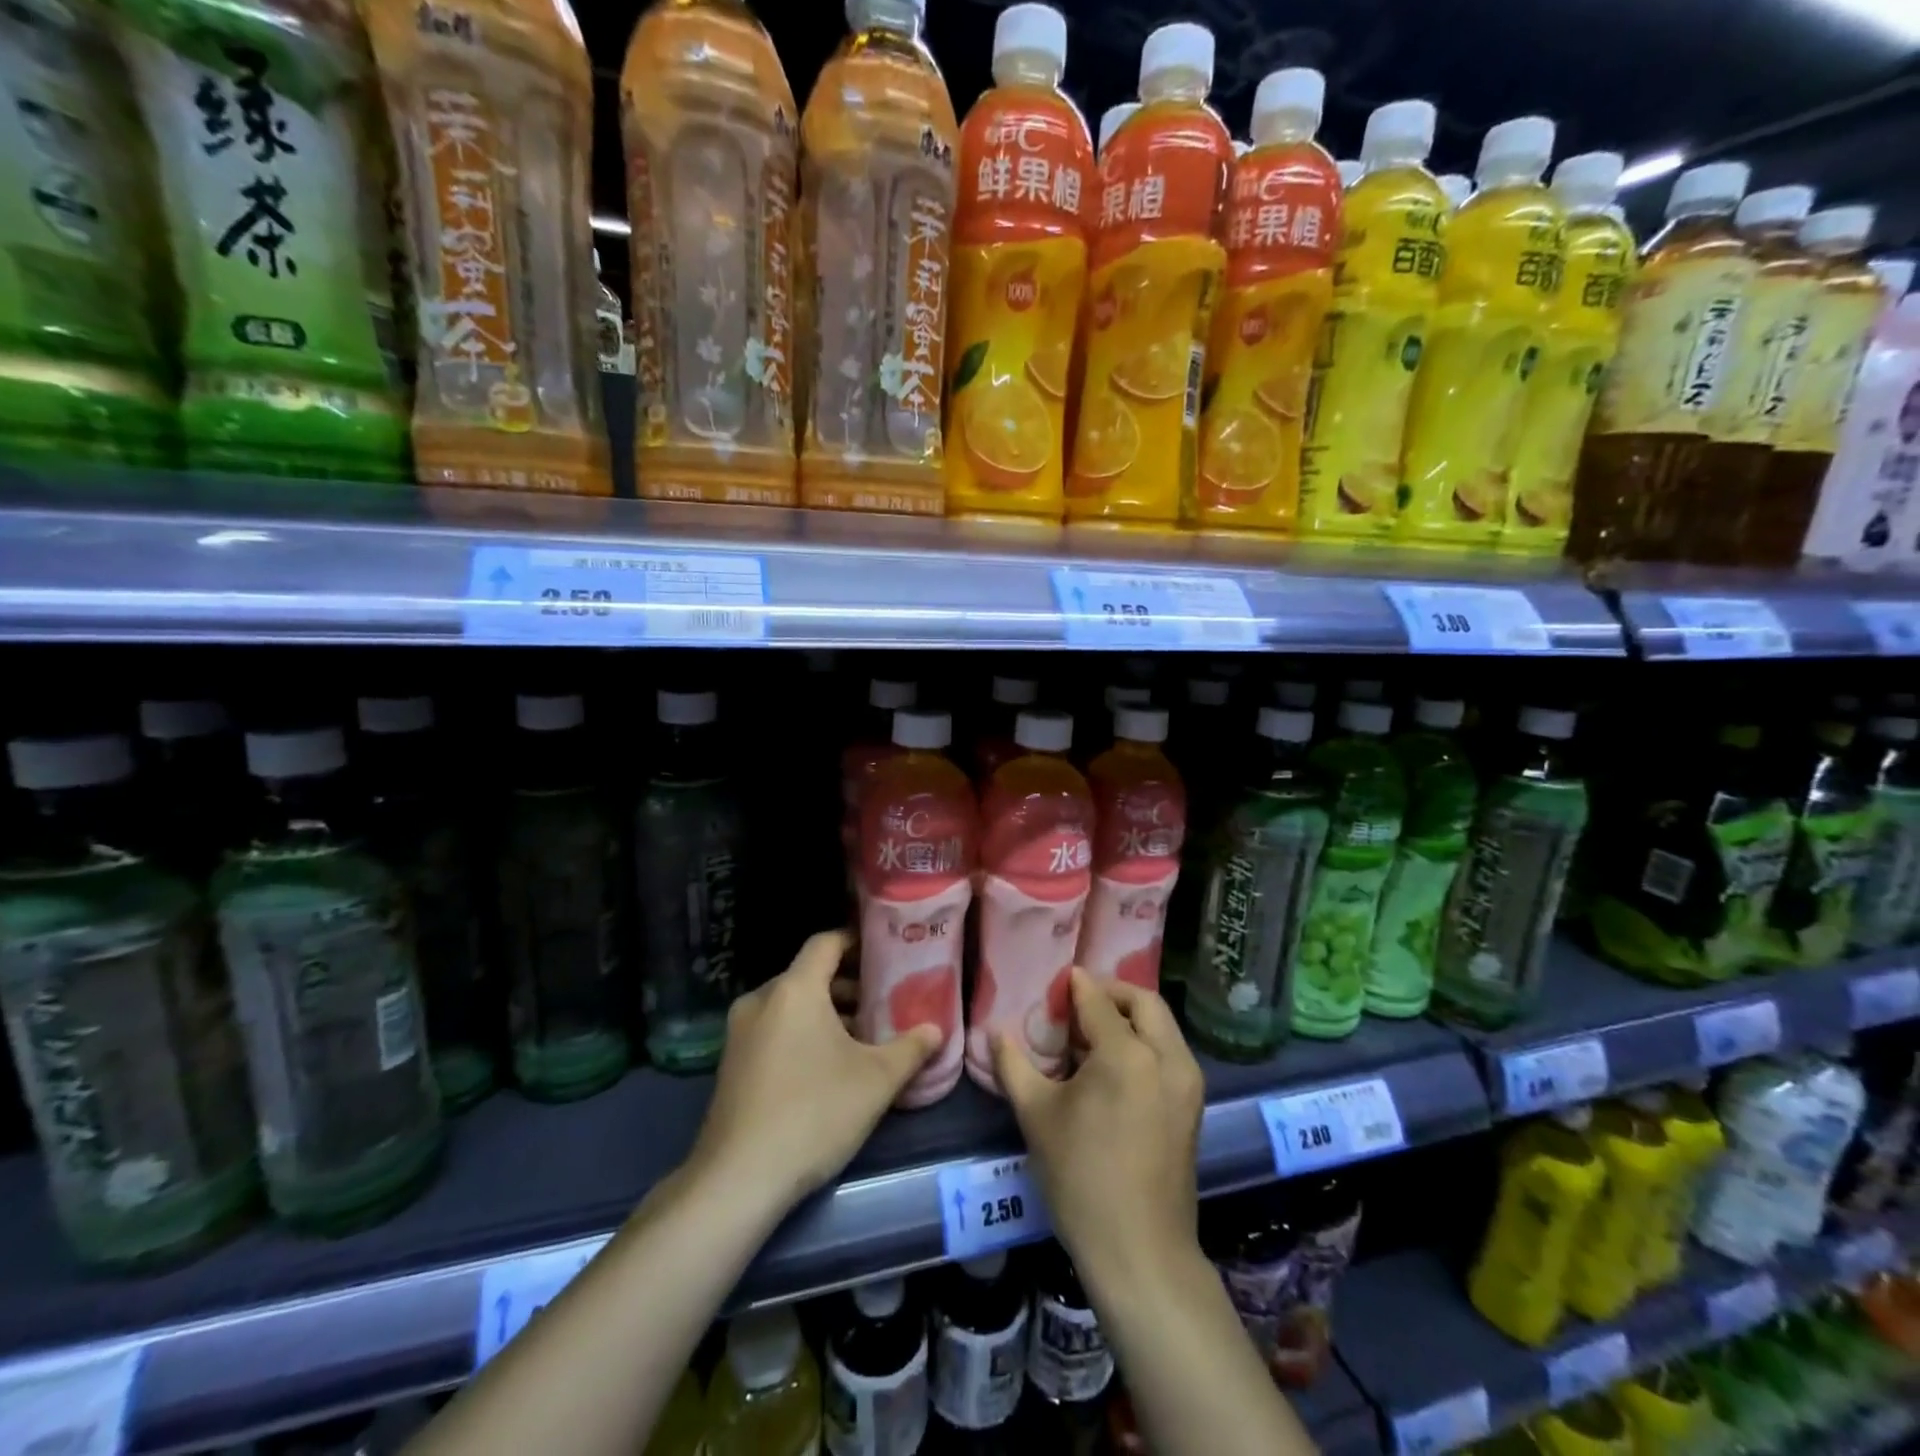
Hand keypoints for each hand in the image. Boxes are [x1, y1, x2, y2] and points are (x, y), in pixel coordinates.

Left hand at [690, 930, 939, 1214]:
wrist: (738, 1179)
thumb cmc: (814, 1113)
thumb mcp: (876, 1081)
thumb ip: (910, 1049)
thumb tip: (935, 1030)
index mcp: (794, 989)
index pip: (826, 942)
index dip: (856, 941)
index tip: (885, 952)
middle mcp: (761, 1000)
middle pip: (809, 975)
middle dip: (847, 984)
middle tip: (882, 1001)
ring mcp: (739, 1033)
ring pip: (790, 1005)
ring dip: (825, 1012)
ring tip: (861, 1037)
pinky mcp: (730, 1064)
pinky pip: (773, 1029)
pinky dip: (800, 1033)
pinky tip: (826, 1066)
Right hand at [993, 971, 1203, 1286]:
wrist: (1140, 1251)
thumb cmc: (1081, 1178)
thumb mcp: (1037, 1115)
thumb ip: (1014, 1064)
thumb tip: (995, 1032)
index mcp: (1127, 1054)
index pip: (1099, 1001)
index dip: (1077, 986)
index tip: (1059, 980)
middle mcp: (1166, 1057)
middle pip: (1143, 1001)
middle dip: (1111, 992)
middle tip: (1079, 1003)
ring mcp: (1187, 1081)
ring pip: (1162, 1025)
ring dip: (1131, 1016)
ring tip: (1094, 1033)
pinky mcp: (1194, 1104)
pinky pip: (1170, 1051)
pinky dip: (1146, 1040)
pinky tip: (1116, 1064)